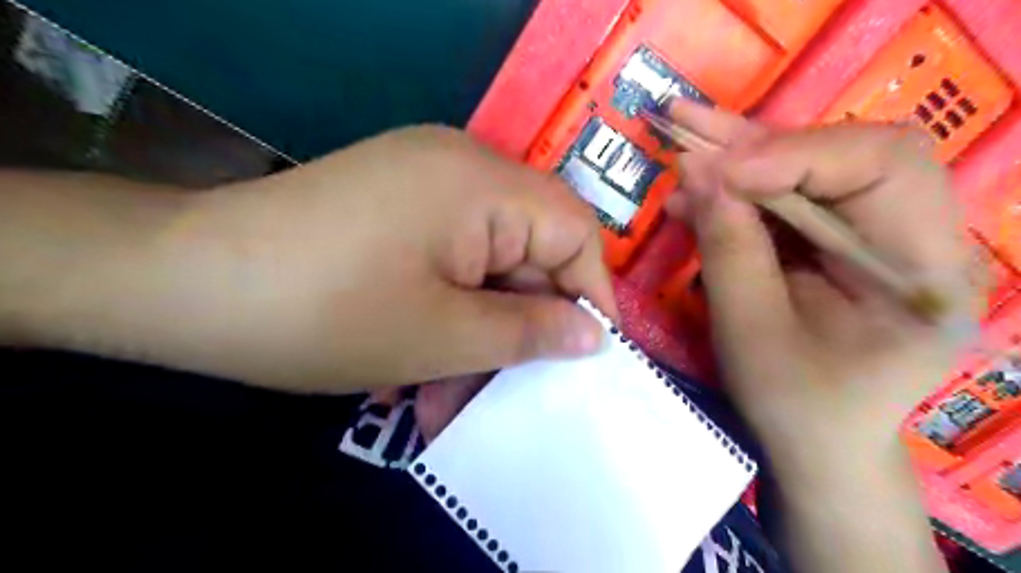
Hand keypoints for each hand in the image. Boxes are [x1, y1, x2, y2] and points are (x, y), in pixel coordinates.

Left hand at [12, 125, 617, 393]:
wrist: (184, 285)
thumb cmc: (326, 313)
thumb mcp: (444, 336)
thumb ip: (530, 332)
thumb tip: (592, 335)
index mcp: (482, 183)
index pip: (574, 228)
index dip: (590, 291)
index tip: (589, 351)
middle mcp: (461, 168)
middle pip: (528, 248)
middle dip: (522, 321)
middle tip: (512, 386)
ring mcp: (424, 183)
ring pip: (485, 264)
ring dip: (478, 329)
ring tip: (450, 395)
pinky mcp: (397, 206)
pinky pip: (449, 259)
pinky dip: (447, 311)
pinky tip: (420, 365)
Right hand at [662, 98, 971, 479]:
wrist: (815, 442)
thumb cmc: (792, 404)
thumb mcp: (751, 331)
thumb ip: (729, 250)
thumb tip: (699, 174)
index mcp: (927, 272)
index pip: (883, 168)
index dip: (794, 156)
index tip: (715, 170)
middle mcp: (920, 239)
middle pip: (851, 153)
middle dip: (762, 145)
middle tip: (690, 132)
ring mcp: (879, 236)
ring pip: (814, 168)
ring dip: (742, 158)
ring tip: (683, 148)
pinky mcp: (841, 241)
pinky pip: (791, 197)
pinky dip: (739, 190)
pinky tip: (695, 193)